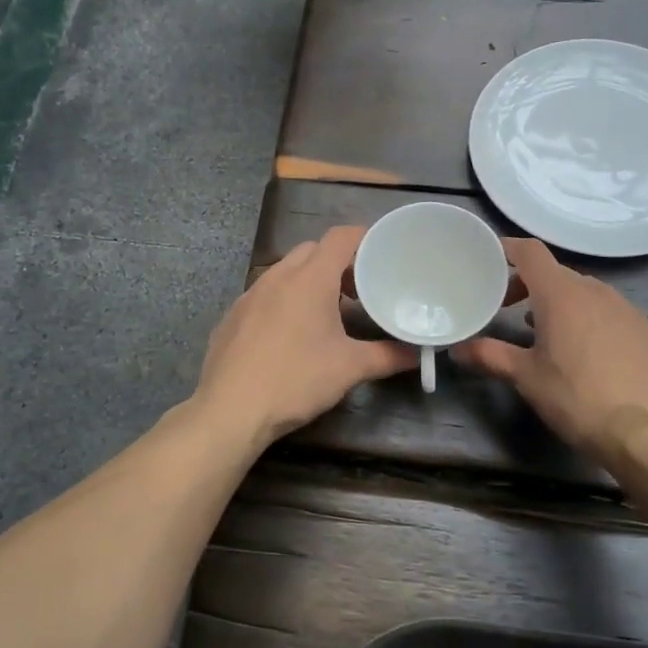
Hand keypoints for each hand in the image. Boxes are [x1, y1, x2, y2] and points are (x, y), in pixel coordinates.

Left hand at [194, 226, 416, 447]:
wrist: (230, 410)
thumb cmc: (296, 380)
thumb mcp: (350, 369)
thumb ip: (387, 356)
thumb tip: (417, 355)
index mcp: (310, 279)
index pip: (340, 237)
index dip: (363, 238)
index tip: (381, 252)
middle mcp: (277, 276)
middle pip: (312, 250)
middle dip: (337, 262)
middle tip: (358, 289)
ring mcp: (249, 295)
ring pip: (285, 271)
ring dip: (308, 281)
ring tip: (326, 313)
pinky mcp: (232, 317)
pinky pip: (264, 295)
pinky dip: (283, 301)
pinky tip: (288, 335)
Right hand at [453, 238, 647, 464]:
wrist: (646, 432)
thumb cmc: (576, 398)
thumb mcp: (526, 377)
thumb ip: (490, 355)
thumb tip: (457, 350)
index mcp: (561, 294)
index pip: (531, 252)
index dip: (508, 249)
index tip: (491, 260)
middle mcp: (596, 291)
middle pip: (556, 274)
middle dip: (530, 285)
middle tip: (510, 309)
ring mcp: (627, 309)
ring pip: (586, 293)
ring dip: (562, 303)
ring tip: (548, 333)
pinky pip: (612, 313)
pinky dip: (592, 321)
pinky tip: (589, 354)